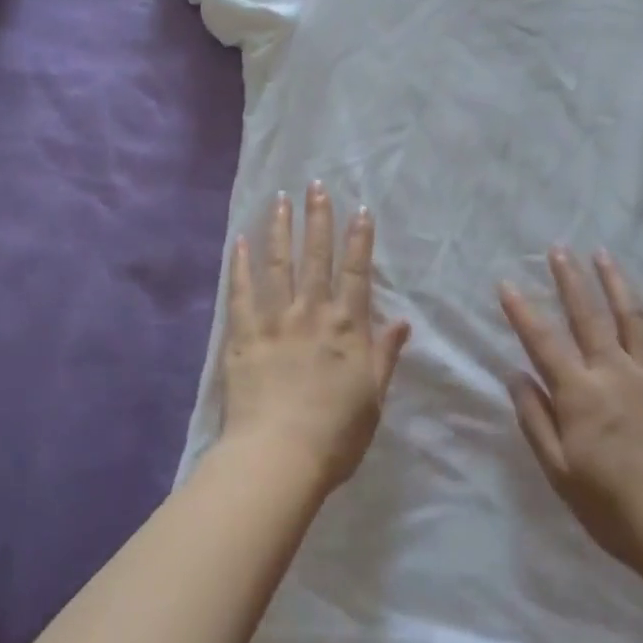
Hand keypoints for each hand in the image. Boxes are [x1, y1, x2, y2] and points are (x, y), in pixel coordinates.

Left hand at [219, 182, 410, 493]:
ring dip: (280, 228)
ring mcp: (274, 320)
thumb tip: (403, 321)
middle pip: (316, 256)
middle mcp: (312, 312)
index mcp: (347, 327)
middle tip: (316, 186)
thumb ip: (385, 355)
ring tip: (280, 199)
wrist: (278, 457)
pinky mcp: (242, 334)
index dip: (359, 239)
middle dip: (318, 218)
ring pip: (278, 263)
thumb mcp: (373, 398)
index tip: (360, 209)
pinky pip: (240, 292)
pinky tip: (240, 241)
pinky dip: (240, 265)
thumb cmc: (335, 435)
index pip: (356, 271)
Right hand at [501, 248, 642, 582]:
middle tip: (559, 248)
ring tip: (604, 255)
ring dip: (617, 283)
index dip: (522, 311)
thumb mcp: (561, 472)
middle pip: (589, 316)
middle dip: (570, 279)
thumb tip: (515, 376)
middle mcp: (616, 373)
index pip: (543, 342)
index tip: (507, 282)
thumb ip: (536, 421)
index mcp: (580, 394)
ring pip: (634, 318)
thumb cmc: (615, 508)